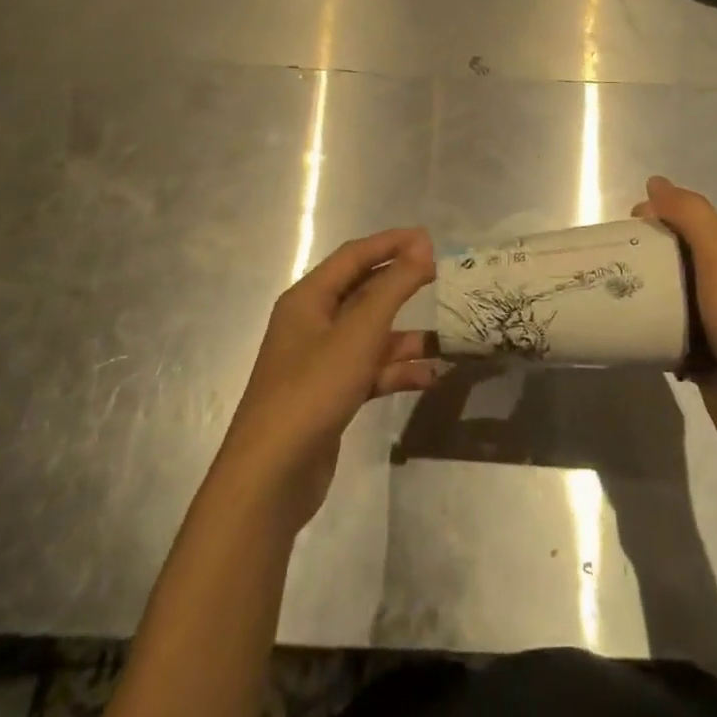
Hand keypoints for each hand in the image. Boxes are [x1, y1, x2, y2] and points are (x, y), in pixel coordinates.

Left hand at [215, 230, 439, 531]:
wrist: (271, 476)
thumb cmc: (313, 389)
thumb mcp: (359, 332)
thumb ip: (394, 286)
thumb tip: (422, 246)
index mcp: (308, 299)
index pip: (354, 255)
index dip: (391, 243)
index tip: (431, 240)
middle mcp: (312, 324)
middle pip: (363, 292)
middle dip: (400, 284)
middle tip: (440, 277)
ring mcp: (321, 361)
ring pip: (370, 335)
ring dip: (404, 335)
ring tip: (445, 338)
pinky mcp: (331, 395)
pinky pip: (370, 370)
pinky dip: (397, 371)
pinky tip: (428, 377)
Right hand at [634, 177, 716, 472]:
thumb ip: (690, 215)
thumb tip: (655, 182)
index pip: (695, 222)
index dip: (661, 215)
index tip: (625, 224)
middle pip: (682, 258)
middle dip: (649, 255)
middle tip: (612, 260)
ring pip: (675, 298)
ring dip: (649, 295)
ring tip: (612, 293)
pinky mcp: (707, 360)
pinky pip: (673, 335)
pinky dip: (654, 332)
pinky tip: (631, 332)